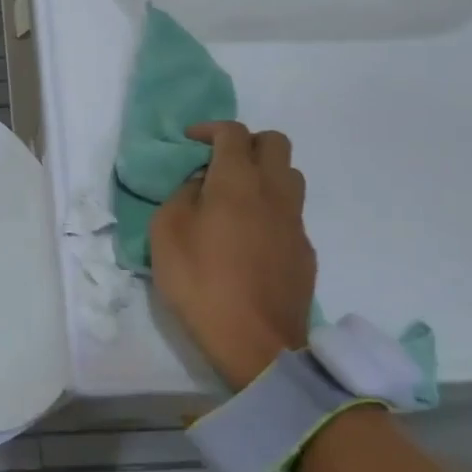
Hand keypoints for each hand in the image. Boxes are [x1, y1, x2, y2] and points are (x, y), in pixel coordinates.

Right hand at [149, 121, 316, 390]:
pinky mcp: (304, 250)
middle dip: (246, 143)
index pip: (233, 133)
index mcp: (237, 181)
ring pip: (290, 175)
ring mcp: (295, 222)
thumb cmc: (201, 282)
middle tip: (220, 163)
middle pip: (274, 142)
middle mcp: (273, 192)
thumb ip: (182, 196)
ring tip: (237, 196)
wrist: (256, 342)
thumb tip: (201, 185)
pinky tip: (250, 235)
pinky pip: (291, 212)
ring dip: (265, 173)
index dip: (210, 129)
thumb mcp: (166, 233)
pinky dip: (272, 208)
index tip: (191, 142)